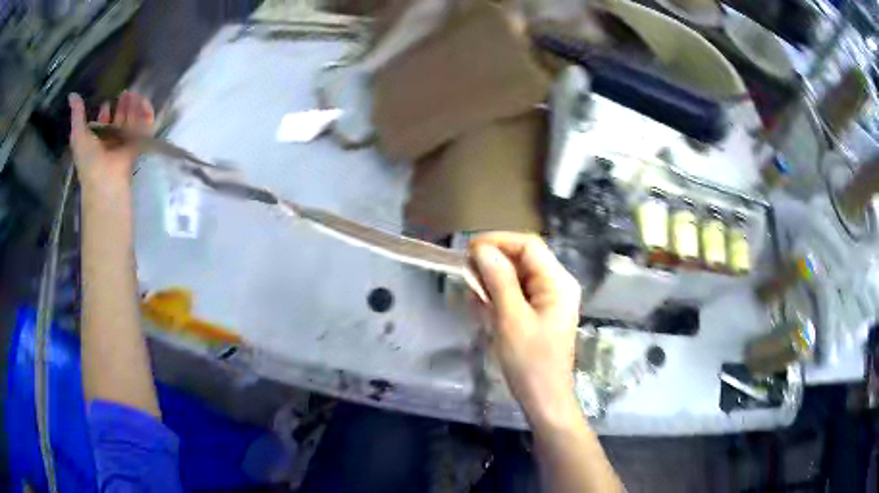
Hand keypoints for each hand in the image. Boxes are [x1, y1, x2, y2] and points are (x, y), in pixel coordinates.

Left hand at [69, 92, 154, 195]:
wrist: (106, 180)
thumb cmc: (89, 160)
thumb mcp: (78, 135)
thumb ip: (77, 115)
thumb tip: (71, 94)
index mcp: (96, 141)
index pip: (102, 123)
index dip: (104, 112)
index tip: (107, 100)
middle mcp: (110, 141)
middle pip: (118, 119)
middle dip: (122, 106)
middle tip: (126, 92)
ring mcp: (124, 143)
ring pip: (131, 120)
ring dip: (134, 107)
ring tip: (136, 93)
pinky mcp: (138, 144)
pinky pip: (144, 126)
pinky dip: (146, 114)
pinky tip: (145, 102)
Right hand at [470, 233, 582, 428]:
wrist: (544, 400)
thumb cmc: (530, 362)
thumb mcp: (511, 319)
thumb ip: (498, 281)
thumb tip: (482, 250)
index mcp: (558, 282)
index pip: (528, 245)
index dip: (498, 242)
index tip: (468, 252)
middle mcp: (557, 285)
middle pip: (523, 259)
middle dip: (493, 262)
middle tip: (465, 273)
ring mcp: (549, 300)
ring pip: (517, 277)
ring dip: (493, 281)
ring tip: (472, 295)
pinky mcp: (539, 314)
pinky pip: (516, 295)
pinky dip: (498, 297)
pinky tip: (482, 308)